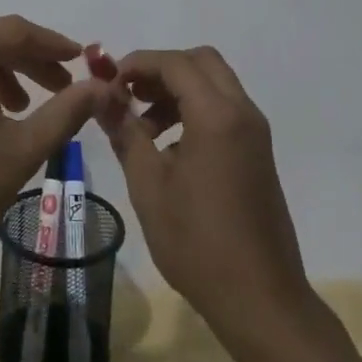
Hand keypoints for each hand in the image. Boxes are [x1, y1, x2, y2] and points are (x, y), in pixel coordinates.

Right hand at [100, 46, 307, 331]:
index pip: (174, 63)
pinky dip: (195, 109)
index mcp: (217, 115)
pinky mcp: (258, 153)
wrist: (260, 300)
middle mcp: (242, 113)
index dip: (137, 64)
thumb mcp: (149, 184)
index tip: (107, 84)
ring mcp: (255, 133)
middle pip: (200, 61)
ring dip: (177, 90)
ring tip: (143, 126)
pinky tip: (169, 148)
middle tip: (129, 95)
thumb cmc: (198, 242)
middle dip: (161, 70)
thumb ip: (125, 131)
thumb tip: (101, 96)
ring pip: (214, 84)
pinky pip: (224, 109)